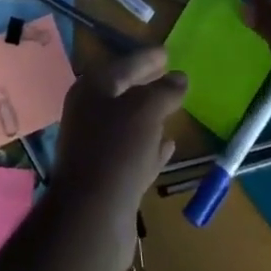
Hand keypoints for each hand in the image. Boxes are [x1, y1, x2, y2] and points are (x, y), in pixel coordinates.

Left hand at [49, 47, 185, 270]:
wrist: (91, 218)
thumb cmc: (116, 151)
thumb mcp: (145, 111)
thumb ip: (164, 91)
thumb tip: (180, 77)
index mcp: (92, 90)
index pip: (124, 64)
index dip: (146, 58)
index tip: (167, 52)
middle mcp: (90, 114)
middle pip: (124, 92)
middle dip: (147, 84)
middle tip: (171, 76)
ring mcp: (98, 147)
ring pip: (129, 124)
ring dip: (150, 116)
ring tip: (173, 107)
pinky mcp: (109, 178)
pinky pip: (134, 153)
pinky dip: (150, 146)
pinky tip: (169, 145)